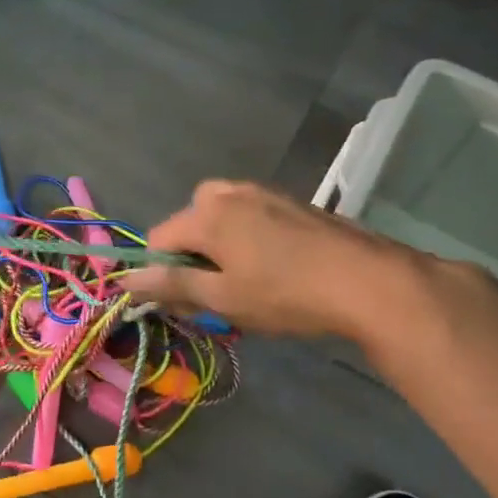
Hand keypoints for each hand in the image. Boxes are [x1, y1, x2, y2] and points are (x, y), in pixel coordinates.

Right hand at [124, 181, 420, 341]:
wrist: (371, 282)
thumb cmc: (287, 294)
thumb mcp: (223, 298)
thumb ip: (171, 285)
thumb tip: (125, 280)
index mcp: (205, 213)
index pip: (158, 240)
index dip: (161, 274)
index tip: (185, 304)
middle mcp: (228, 193)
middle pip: (189, 224)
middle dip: (192, 258)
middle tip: (216, 296)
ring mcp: (264, 193)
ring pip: (221, 220)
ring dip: (220, 249)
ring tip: (247, 284)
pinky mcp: (292, 202)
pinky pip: (250, 217)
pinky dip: (247, 240)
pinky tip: (276, 269)